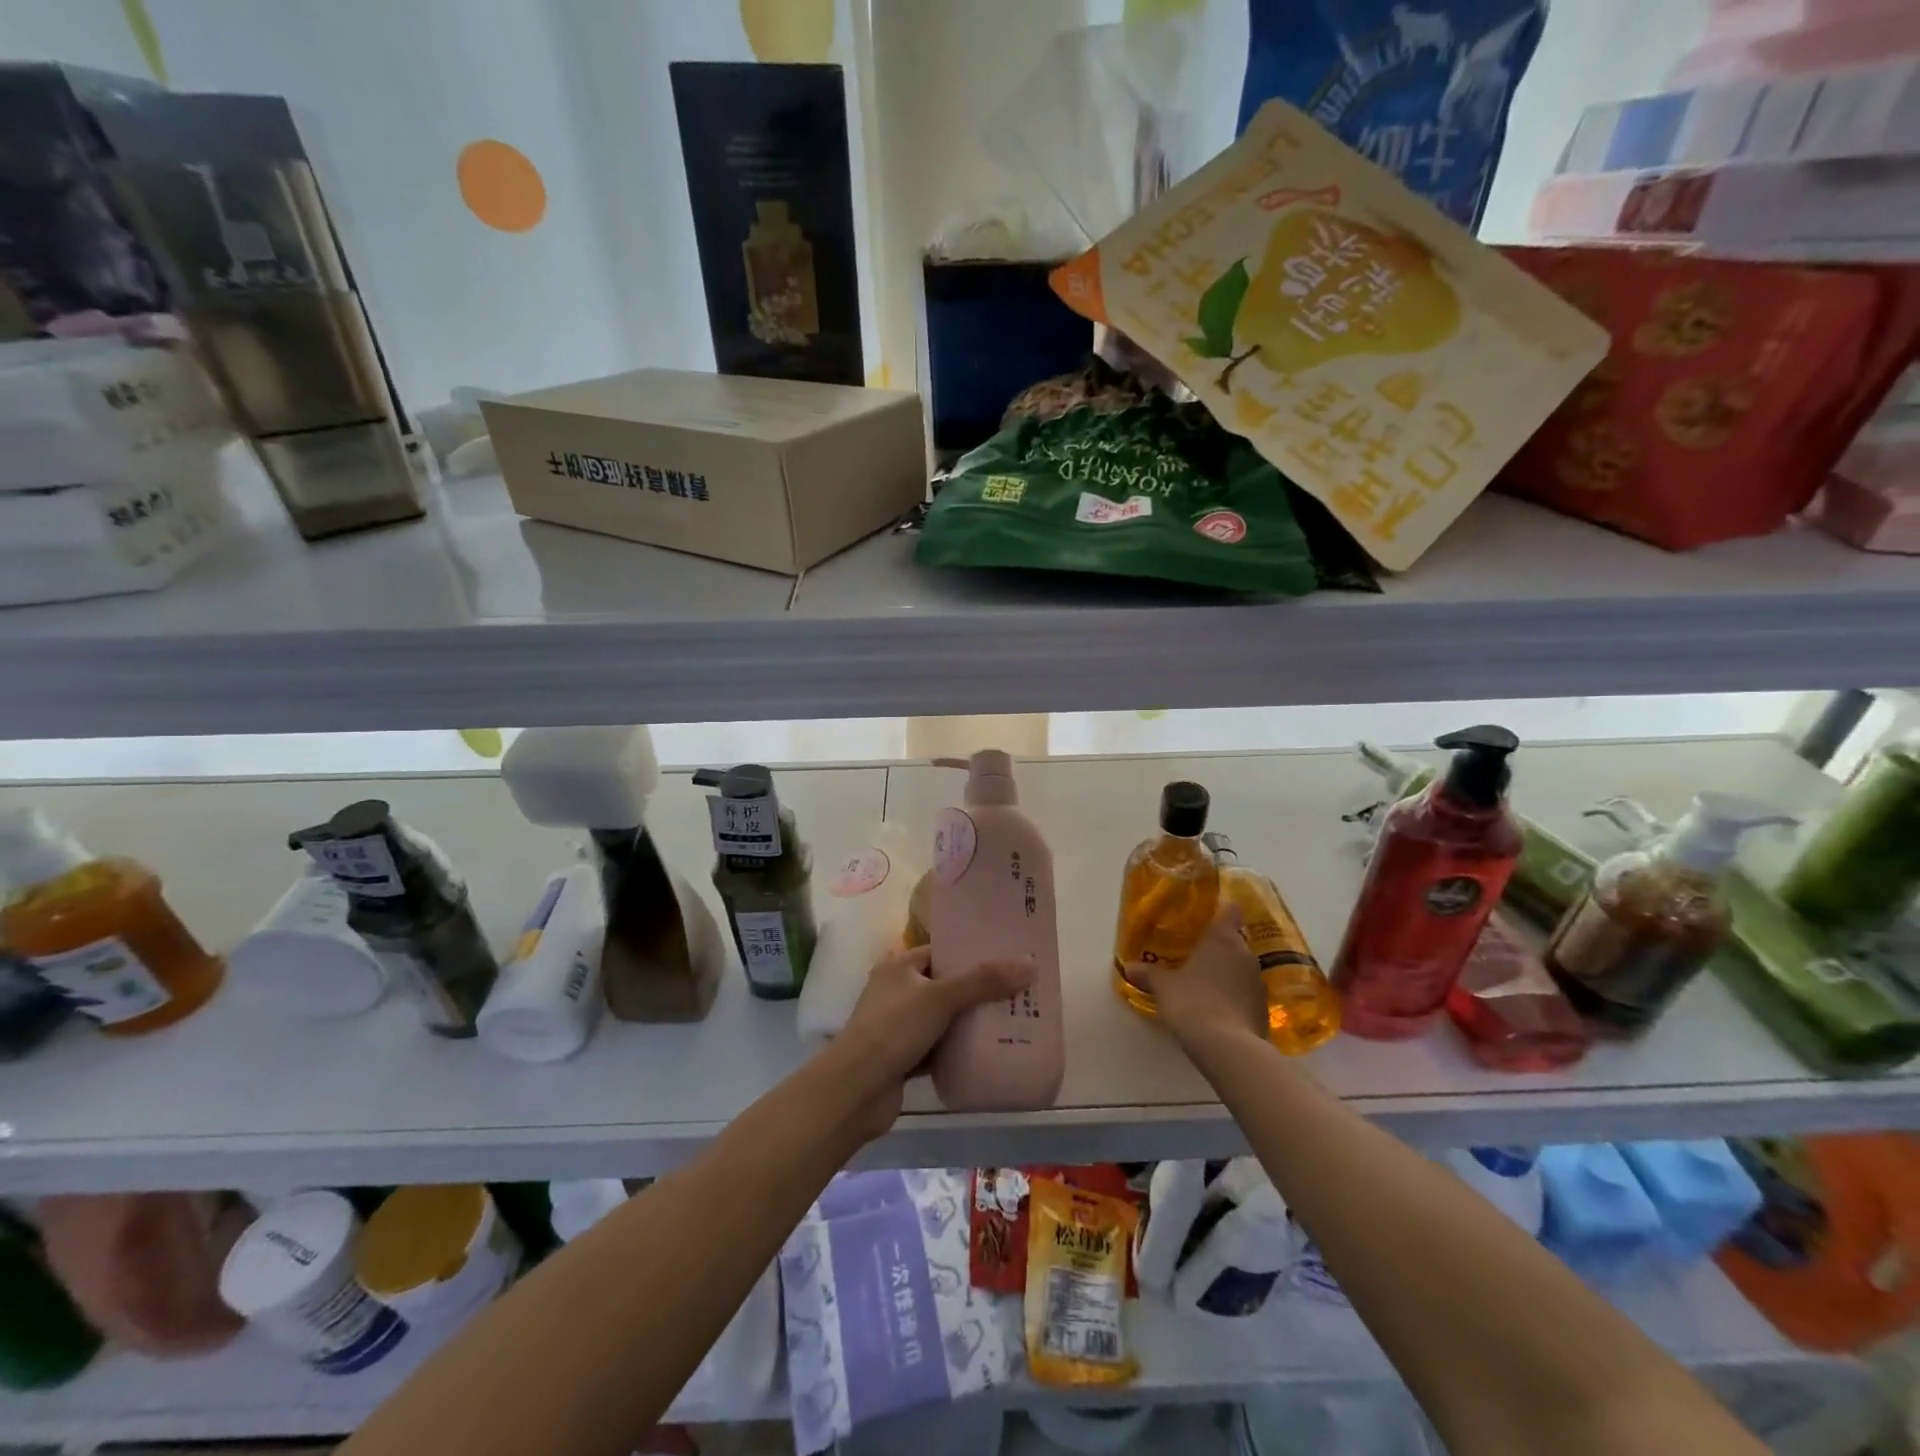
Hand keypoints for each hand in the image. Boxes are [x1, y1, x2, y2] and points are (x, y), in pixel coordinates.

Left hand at [832, 944, 1035, 1136]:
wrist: (856, 1090)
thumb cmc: (894, 1029)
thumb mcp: (941, 998)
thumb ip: (984, 981)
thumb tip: (1030, 963)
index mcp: (900, 966)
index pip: (942, 951)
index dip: (973, 953)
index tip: (1008, 957)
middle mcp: (898, 990)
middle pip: (946, 985)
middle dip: (979, 990)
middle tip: (1018, 991)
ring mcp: (900, 1026)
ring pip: (944, 1018)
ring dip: (971, 1021)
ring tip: (1012, 1019)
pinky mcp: (905, 1057)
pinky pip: (940, 1047)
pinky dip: (959, 1049)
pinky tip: (989, 1052)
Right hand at [1147, 906, 1267, 1057]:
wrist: (1228, 1047)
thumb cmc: (1192, 1002)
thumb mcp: (1164, 987)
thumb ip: (1148, 974)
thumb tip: (1130, 967)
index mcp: (1223, 938)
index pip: (1230, 910)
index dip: (1220, 911)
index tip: (1205, 917)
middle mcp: (1245, 954)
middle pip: (1235, 940)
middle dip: (1218, 946)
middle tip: (1196, 954)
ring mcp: (1258, 982)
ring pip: (1241, 967)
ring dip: (1227, 972)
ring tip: (1205, 983)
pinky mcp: (1264, 1009)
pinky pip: (1246, 993)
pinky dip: (1234, 996)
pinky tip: (1217, 1008)